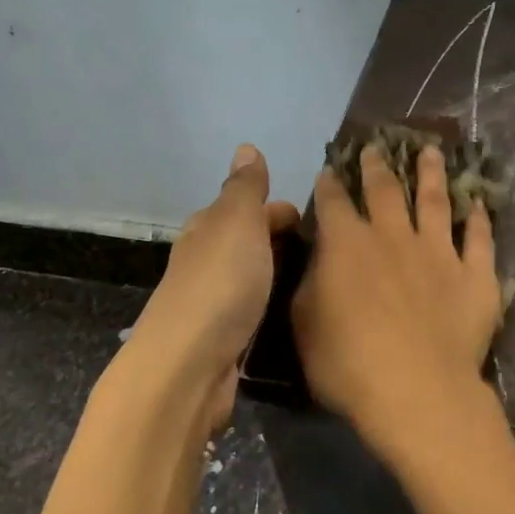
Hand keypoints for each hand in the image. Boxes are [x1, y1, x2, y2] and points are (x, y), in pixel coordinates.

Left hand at [122, 144, 299, 431]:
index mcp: (206, 229)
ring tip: (315, 280)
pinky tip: (288, 313)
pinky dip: (267, 305)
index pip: (244, 207)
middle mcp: (204, 261)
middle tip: (325, 252)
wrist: (189, 365)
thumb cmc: (220, 284)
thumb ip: (244, 188)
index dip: (277, 209)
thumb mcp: (237, 222)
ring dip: (273, 273)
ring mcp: (210, 302)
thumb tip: (245, 148)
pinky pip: (250, 310)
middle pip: (244, 242)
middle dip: (278, 240)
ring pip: (247, 277)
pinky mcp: (220, 339)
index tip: (316, 221)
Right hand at [292, 143, 502, 464]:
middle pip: (385, 190)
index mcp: (346, 245)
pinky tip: (479, 204)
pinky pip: (479, 239)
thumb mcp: (305, 324)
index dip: (329, 185)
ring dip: (431, 173)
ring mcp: (438, 252)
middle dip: (377, 166)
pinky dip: (479, 219)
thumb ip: (311, 283)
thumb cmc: (347, 363)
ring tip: (430, 151)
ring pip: (436, 201)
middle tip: (375, 147)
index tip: (329, 171)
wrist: (416, 390)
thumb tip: (319, 259)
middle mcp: (393, 236)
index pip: (334, 203)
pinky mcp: (475, 275)